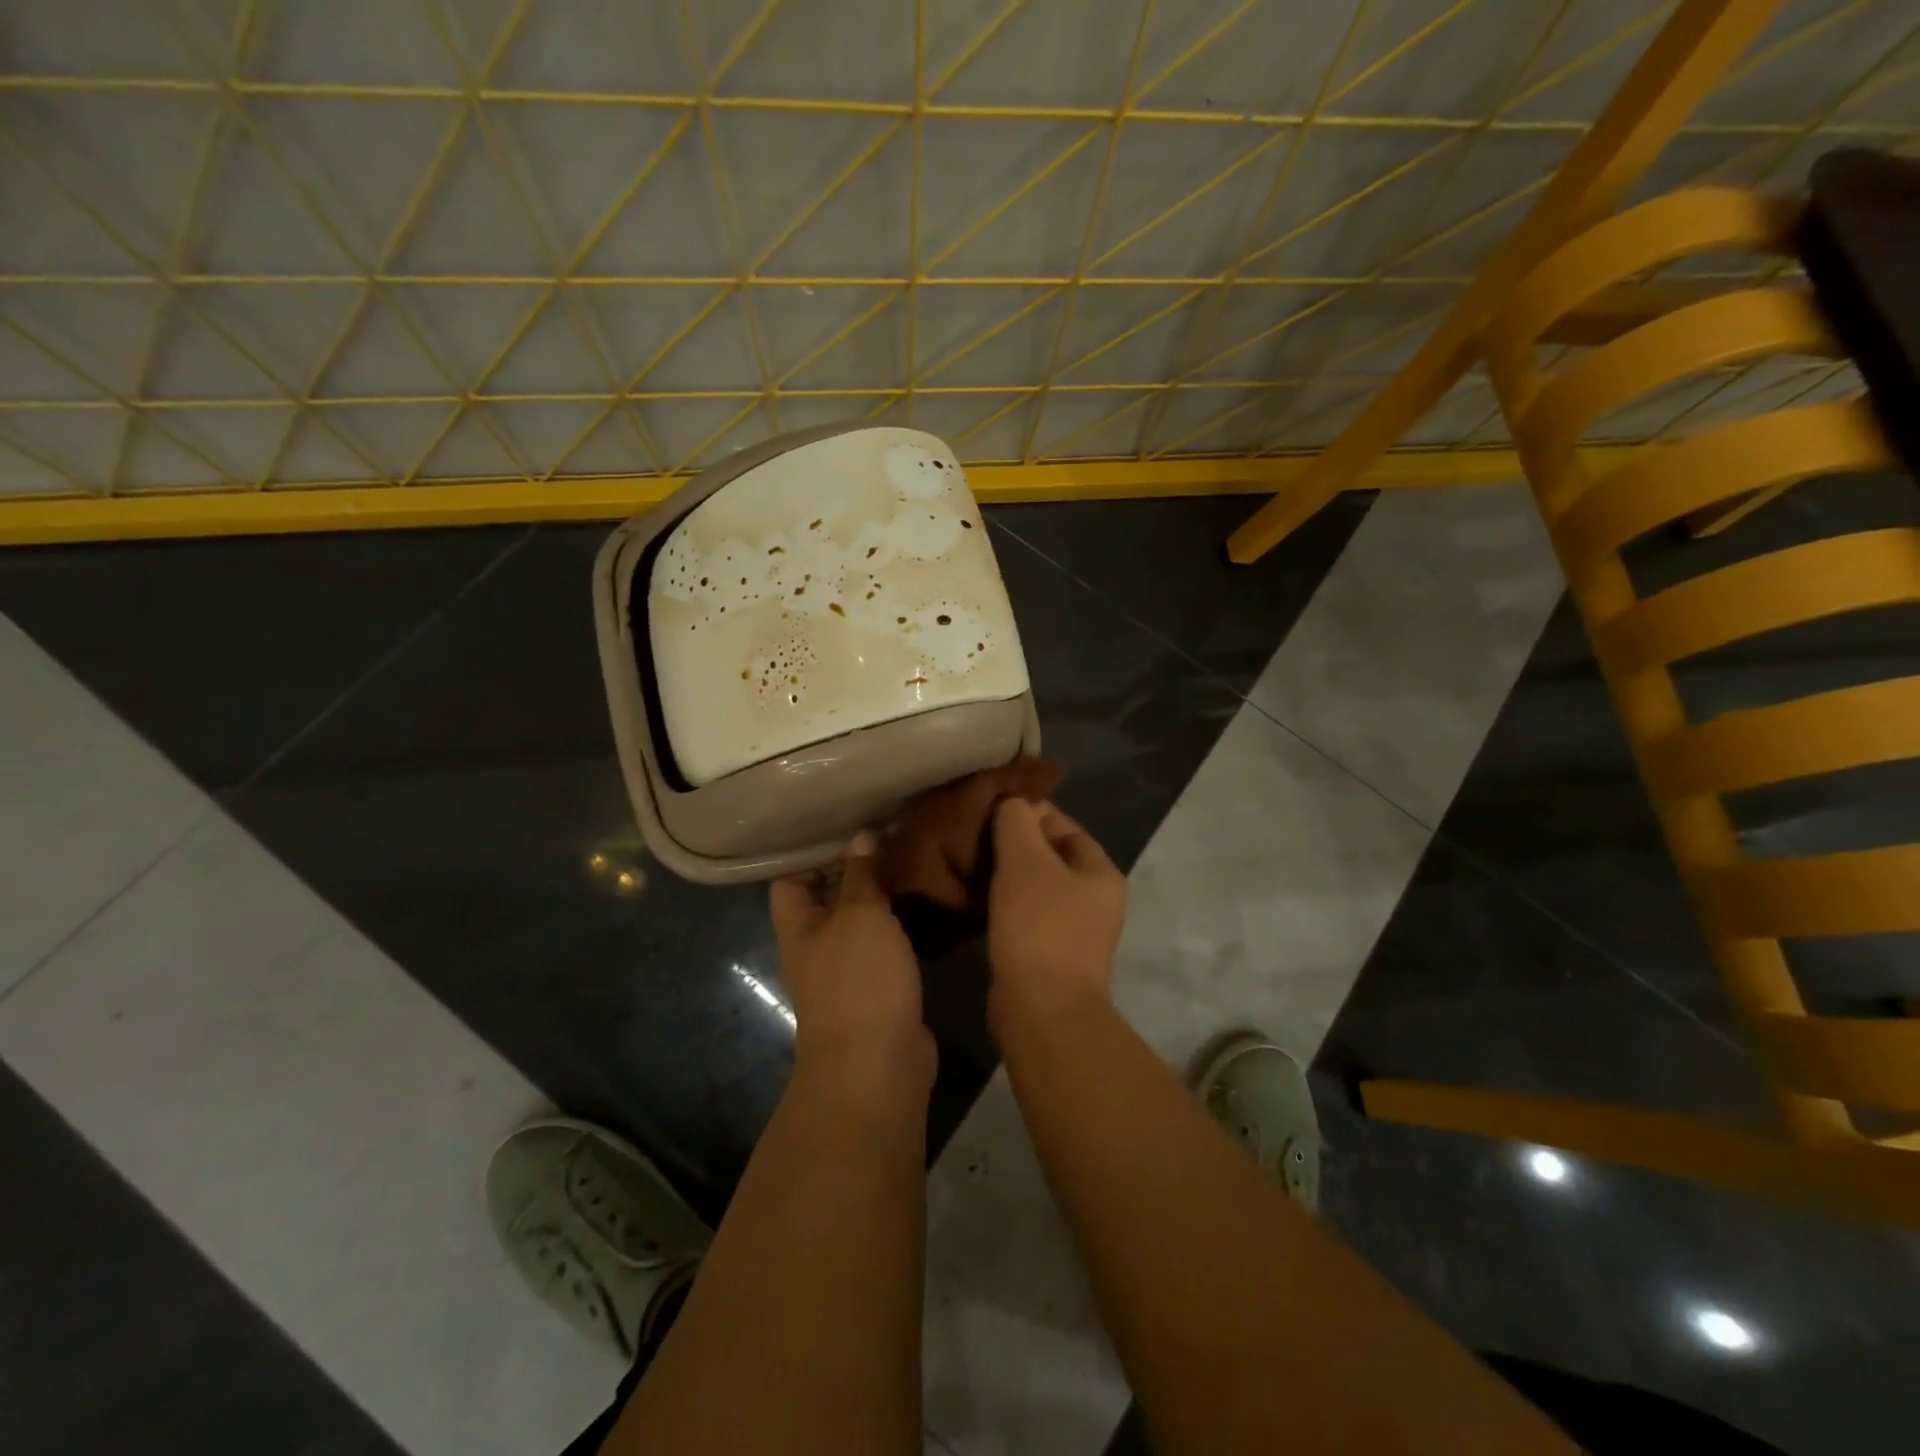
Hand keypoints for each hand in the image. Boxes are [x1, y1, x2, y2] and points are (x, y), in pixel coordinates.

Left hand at [770, 835, 934, 1087]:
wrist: (878, 1065)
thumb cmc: (858, 980)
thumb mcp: (860, 914)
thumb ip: (861, 874)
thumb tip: (861, 835)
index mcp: (798, 928)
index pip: (789, 880)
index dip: (812, 854)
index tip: (847, 827)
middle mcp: (816, 949)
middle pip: (827, 901)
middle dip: (855, 872)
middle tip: (890, 837)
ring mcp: (846, 974)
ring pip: (860, 925)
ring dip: (881, 900)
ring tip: (911, 863)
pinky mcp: (878, 993)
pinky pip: (885, 950)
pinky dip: (899, 929)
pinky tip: (924, 908)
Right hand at [986, 799, 1126, 1032]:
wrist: (1042, 1010)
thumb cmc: (1039, 926)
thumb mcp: (1025, 861)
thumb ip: (1017, 821)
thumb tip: (1012, 801)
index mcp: (1101, 872)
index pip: (1064, 825)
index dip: (1029, 813)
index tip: (990, 812)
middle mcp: (1096, 900)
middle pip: (1051, 856)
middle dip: (1015, 845)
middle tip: (975, 839)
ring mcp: (1077, 932)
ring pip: (1037, 888)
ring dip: (1008, 877)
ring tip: (971, 866)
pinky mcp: (1053, 956)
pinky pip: (1029, 916)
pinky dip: (1006, 905)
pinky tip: (978, 901)